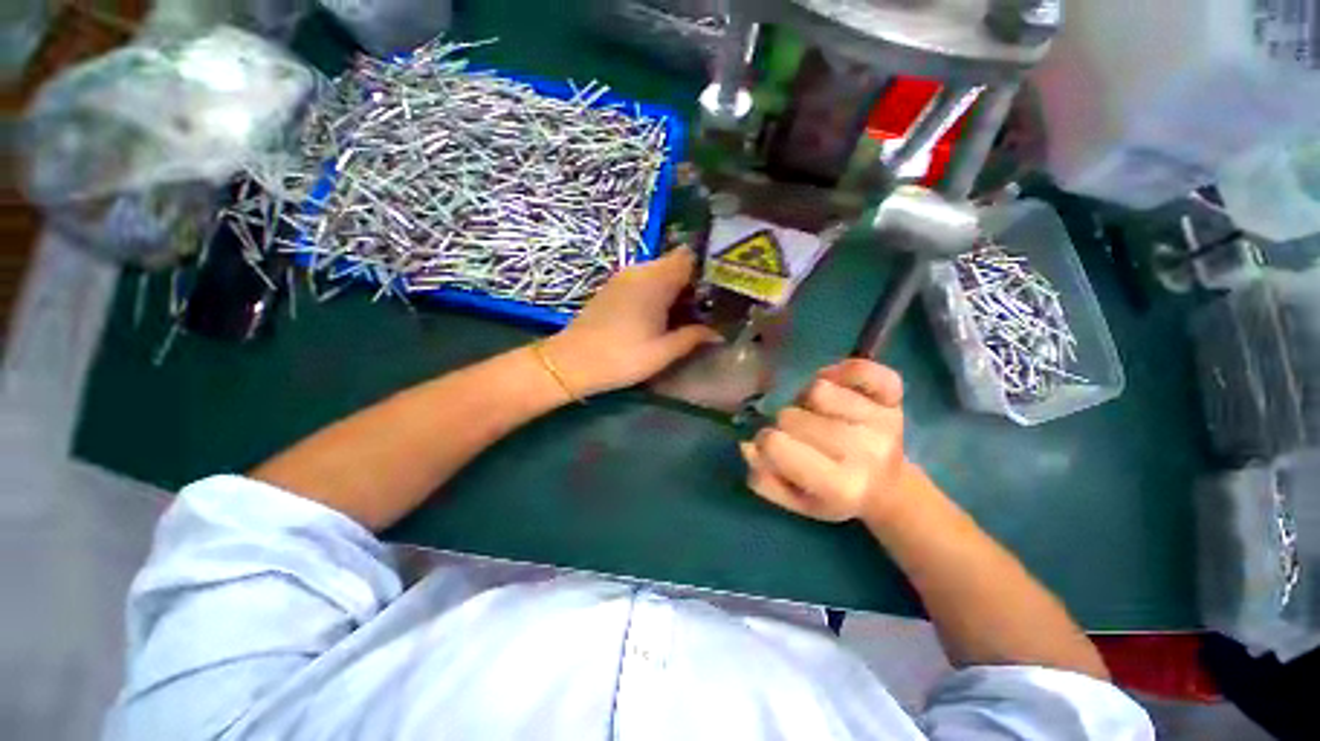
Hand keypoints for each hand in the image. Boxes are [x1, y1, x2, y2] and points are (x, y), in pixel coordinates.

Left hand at [543, 248, 721, 395]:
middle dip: (691, 283)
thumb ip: (693, 338)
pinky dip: (656, 292)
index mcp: (655, 281)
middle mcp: (640, 271)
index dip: (705, 270)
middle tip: (703, 309)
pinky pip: (643, 280)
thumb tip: (718, 333)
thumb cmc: (622, 357)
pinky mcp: (612, 288)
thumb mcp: (663, 352)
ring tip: (684, 314)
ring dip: (673, 289)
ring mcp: (623, 278)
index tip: (716, 292)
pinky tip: (659, 315)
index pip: (688, 258)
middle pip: (674, 264)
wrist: (572, 362)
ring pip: (658, 273)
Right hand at [740, 359, 912, 522]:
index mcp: (840, 486)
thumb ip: (766, 480)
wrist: (889, 486)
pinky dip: (843, 370)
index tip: (775, 449)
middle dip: (787, 425)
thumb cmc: (836, 495)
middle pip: (790, 415)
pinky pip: (861, 369)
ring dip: (808, 400)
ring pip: (816, 389)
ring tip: (819, 415)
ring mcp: (881, 422)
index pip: (774, 444)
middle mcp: (864, 452)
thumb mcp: (797, 501)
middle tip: (803, 437)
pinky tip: (837, 385)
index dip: (765, 443)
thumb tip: (747, 446)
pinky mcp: (893, 398)